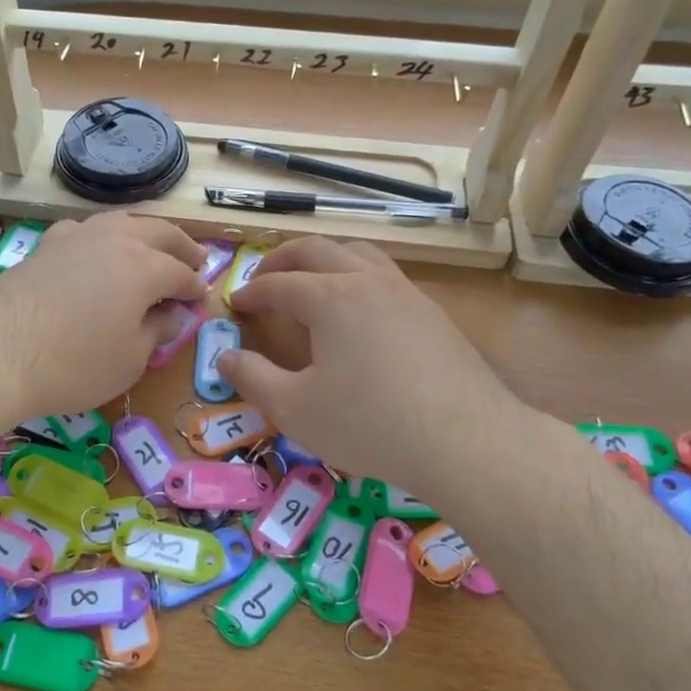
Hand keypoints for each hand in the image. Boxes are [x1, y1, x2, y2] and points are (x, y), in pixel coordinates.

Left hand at [0, 213, 205, 427]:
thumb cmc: (73, 363)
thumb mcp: (129, 359)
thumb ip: (156, 332)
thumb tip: (172, 315)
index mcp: (144, 266)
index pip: (181, 273)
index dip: (196, 289)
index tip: (203, 302)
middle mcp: (114, 239)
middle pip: (159, 233)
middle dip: (182, 247)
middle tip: (197, 261)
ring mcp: (76, 236)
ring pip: (122, 222)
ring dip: (145, 234)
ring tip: (153, 249)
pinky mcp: (45, 245)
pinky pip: (86, 230)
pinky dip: (104, 237)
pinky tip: (98, 250)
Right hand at [217, 238, 523, 497]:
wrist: (465, 440)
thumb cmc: (369, 423)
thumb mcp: (295, 409)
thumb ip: (253, 379)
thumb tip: (224, 358)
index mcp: (330, 297)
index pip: (279, 282)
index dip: (252, 291)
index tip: (235, 303)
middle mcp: (367, 281)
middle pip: (318, 250)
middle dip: (284, 259)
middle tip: (265, 277)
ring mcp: (406, 293)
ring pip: (359, 253)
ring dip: (326, 259)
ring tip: (312, 281)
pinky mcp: (433, 313)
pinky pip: (386, 276)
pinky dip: (359, 277)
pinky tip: (361, 312)